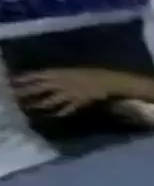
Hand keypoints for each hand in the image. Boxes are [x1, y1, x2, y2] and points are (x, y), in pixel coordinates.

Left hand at [12, 68, 128, 116]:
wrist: (111, 81)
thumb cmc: (93, 73)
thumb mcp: (71, 70)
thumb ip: (56, 74)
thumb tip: (42, 77)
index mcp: (55, 74)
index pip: (32, 76)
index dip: (20, 79)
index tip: (9, 82)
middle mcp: (59, 84)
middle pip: (37, 88)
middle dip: (24, 92)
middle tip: (13, 96)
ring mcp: (70, 94)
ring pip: (50, 99)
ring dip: (40, 104)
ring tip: (30, 108)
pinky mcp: (80, 101)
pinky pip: (69, 108)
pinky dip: (62, 112)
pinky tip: (56, 115)